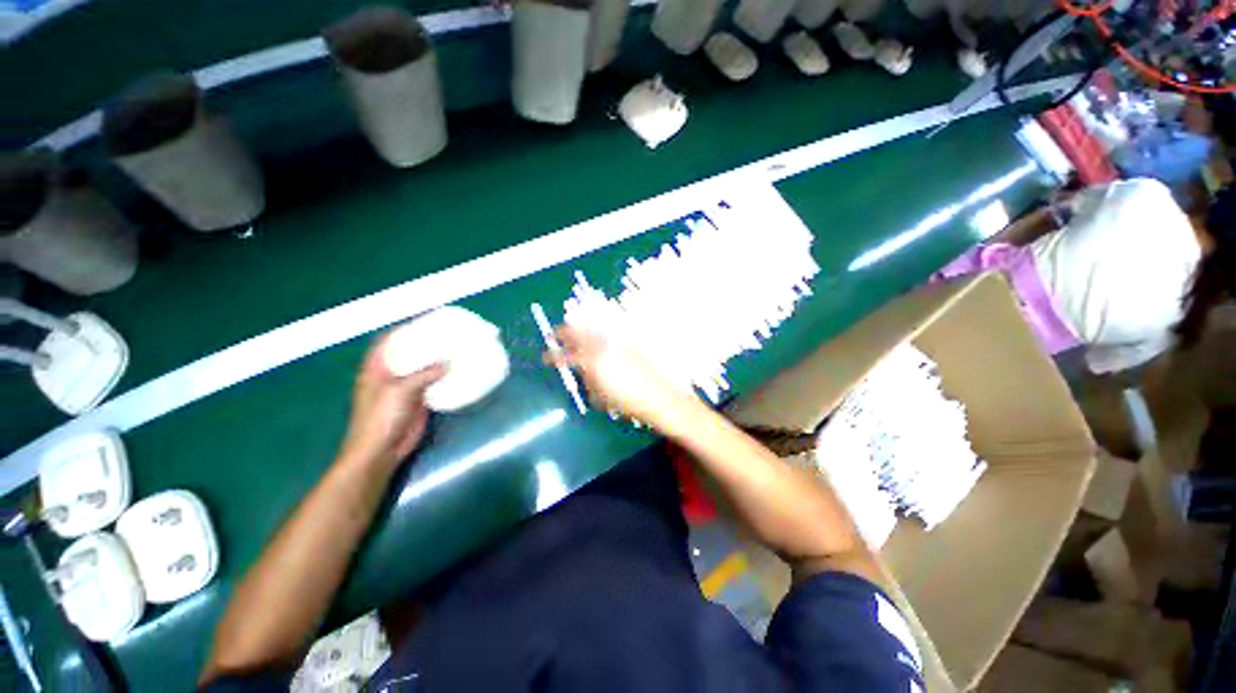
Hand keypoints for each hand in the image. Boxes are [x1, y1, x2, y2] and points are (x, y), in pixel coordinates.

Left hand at [340, 333, 446, 469]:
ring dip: (437, 359)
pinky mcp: (419, 399)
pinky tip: (458, 369)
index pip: (388, 340)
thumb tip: (449, 362)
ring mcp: (406, 387)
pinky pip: (433, 382)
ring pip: (423, 367)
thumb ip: (424, 374)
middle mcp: (391, 374)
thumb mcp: (399, 391)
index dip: (404, 328)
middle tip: (447, 331)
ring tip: (457, 347)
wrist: (381, 451)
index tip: (425, 318)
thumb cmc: (380, 419)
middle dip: (425, 341)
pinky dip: (445, 375)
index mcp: (376, 368)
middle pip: (408, 352)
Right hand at [546, 326, 693, 431]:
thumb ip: (587, 379)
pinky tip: (593, 334)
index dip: (554, 357)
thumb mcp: (599, 395)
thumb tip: (581, 370)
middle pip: (578, 334)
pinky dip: (595, 331)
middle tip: (552, 335)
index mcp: (593, 362)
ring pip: (592, 329)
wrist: (656, 396)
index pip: (567, 356)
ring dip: (578, 329)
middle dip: (562, 333)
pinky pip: (605, 333)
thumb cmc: (625, 402)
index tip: (544, 357)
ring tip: (570, 329)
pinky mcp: (627, 344)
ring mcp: (616, 343)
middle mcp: (602, 347)